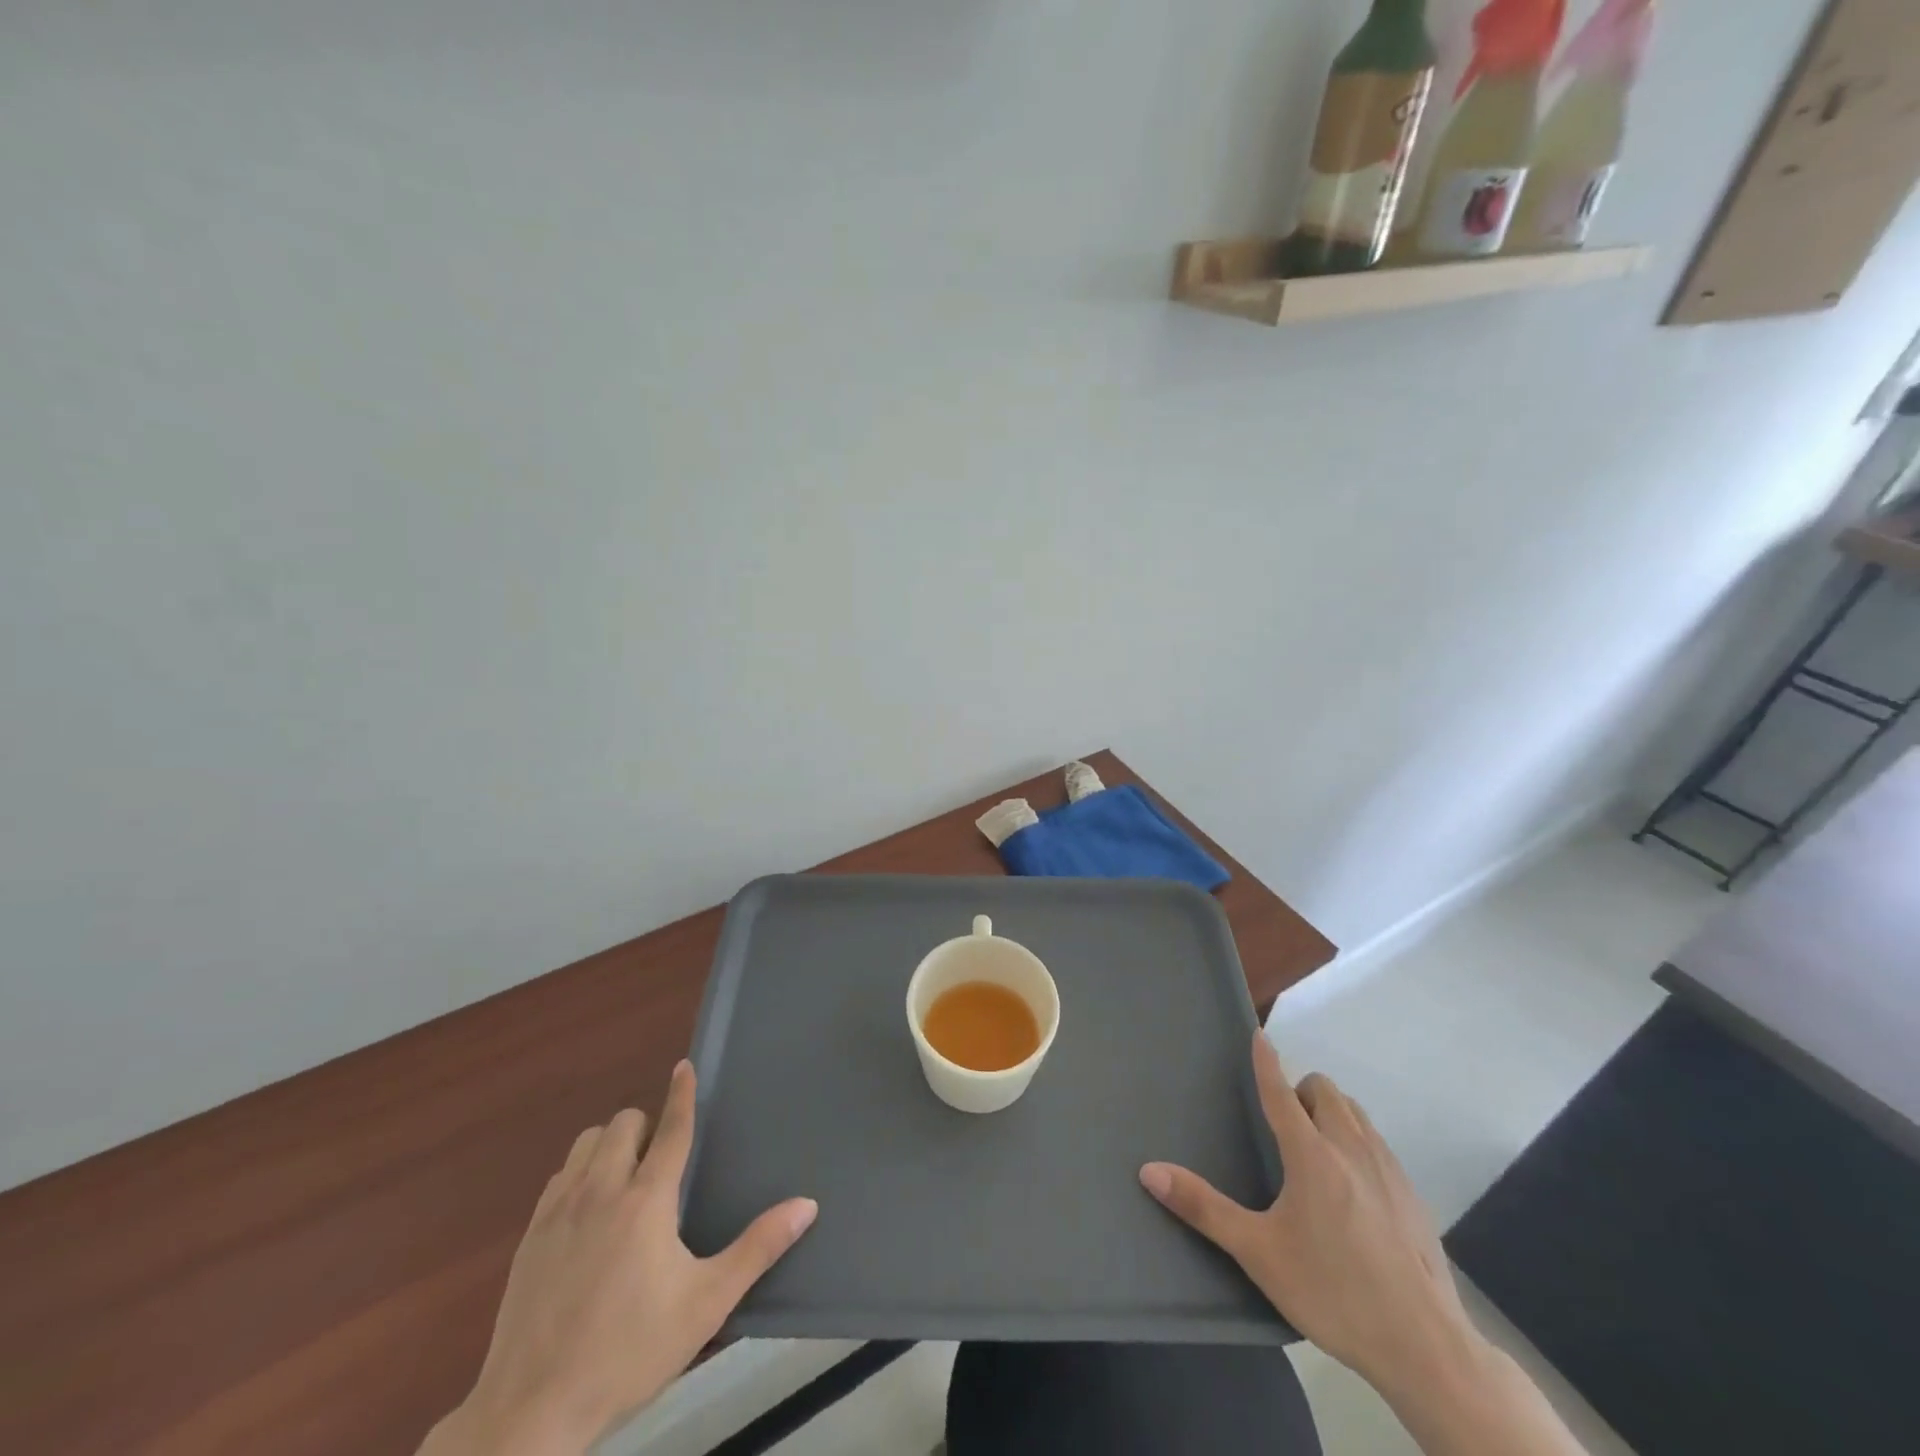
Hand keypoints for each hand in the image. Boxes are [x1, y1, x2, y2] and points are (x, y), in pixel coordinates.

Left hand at [426, 1062, 816, 1455]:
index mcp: (646, 1199)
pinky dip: (579, 1172)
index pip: (671, 1128)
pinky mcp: (530, 1236)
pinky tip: (588, 1208)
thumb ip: (758, 1248)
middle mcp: (602, 1190)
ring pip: (586, 1143)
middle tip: (661, 1157)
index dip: (682, 1093)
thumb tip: (806, 1205)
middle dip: (645, 1125)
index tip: (684, 1065)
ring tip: (625, 1175)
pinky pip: (559, 1176)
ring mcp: (560, 1210)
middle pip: (623, 1124)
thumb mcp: (706, 1304)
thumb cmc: (629, 1352)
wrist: (532, 1412)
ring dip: (609, 1144)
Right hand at [1140, 1035, 1471, 1392]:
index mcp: (1312, 1155)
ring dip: (1331, 1112)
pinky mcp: (1412, 1195)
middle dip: (1301, 1092)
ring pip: (1356, 1113)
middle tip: (1283, 1125)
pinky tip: (1353, 1186)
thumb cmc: (1333, 1292)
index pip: (1281, 1091)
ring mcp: (1388, 1170)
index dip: (1266, 1061)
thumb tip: (1149, 1171)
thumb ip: (1203, 1208)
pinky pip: (1378, 1143)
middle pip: (1325, 1092)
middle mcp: (1351, 1149)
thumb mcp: (1259, 1253)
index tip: (1258, 1033)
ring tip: (1315, 1148)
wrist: (1426, 1347)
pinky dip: (1357, 1141)